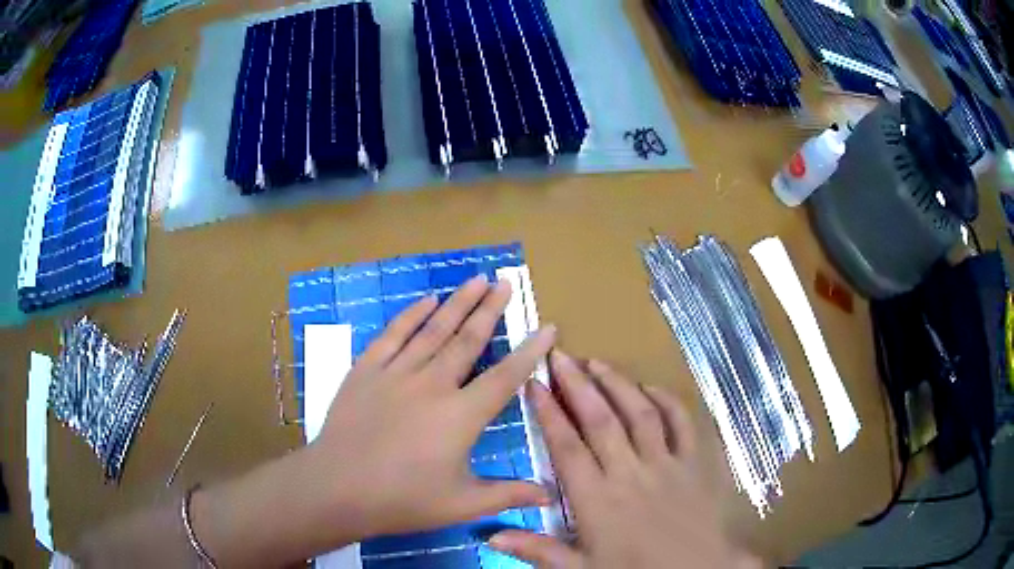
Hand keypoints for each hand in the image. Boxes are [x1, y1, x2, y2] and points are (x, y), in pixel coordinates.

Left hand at [306, 275, 555, 540]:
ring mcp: (396, 373)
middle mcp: (432, 385)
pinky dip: (411, 315)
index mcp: (461, 416)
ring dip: (457, 303)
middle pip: (467, 340)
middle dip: (490, 309)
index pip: (504, 377)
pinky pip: (393, 335)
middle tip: (505, 282)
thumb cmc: (403, 499)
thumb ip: (508, 495)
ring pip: (433, 329)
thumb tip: (550, 495)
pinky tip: (426, 299)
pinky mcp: (366, 370)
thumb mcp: (462, 504)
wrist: (337, 488)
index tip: (548, 327)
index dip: (529, 352)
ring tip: (477, 279)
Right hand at [488, 352, 757, 567]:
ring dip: (617, 384)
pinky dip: (667, 401)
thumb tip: (490, 536)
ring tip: (596, 362)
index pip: (567, 446)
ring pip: (639, 413)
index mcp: (597, 499)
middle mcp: (629, 472)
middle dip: (577, 384)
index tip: (534, 384)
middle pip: (600, 420)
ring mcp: (665, 463)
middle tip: (560, 355)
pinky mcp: (693, 463)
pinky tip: (651, 387)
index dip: (549, 412)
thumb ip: (539, 551)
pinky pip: (681, 423)